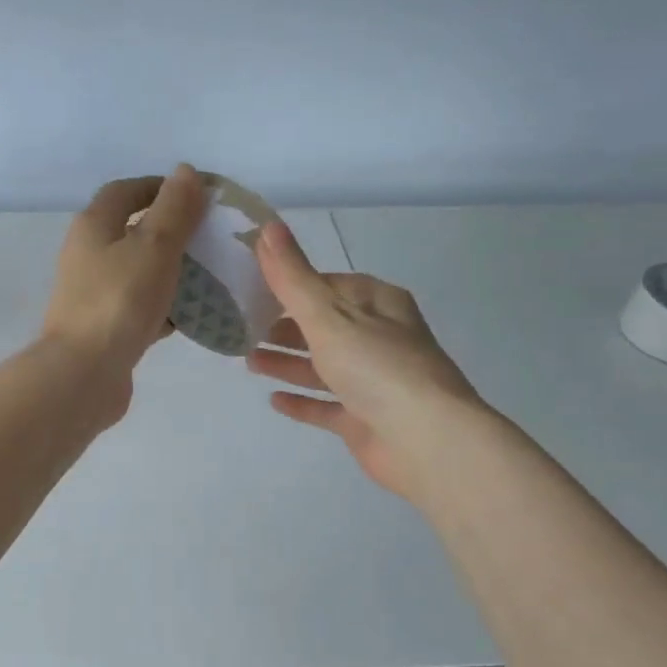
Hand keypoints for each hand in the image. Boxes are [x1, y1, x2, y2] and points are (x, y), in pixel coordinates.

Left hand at [42, 166, 206, 413]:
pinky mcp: (104, 328)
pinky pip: (138, 308)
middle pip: (131, 232)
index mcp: (93, 227)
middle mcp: (87, 256)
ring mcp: (93, 295)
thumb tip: (185, 171)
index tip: (197, 196)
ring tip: (208, 275)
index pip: (125, 191)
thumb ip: (174, 209)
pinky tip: (190, 316)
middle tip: (208, 237)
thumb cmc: (120, 302)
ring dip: (169, 271)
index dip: (160, 187)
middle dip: (170, 231)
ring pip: (137, 272)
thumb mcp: (154, 247)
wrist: (84, 374)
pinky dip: (163, 307)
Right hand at [248, 219, 484, 501]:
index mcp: (378, 304)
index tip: (253, 286)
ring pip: (323, 366)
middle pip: (325, 326)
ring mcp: (373, 381)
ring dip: (288, 362)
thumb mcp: (329, 315)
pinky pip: (327, 405)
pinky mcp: (365, 419)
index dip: (293, 283)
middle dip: (285, 326)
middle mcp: (379, 339)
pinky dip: (302, 401)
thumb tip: (267, 227)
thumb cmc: (377, 366)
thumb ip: (293, 277)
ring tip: (249, 360)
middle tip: (243, 327)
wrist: (424, 440)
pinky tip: (274, 399)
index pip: (330, 284)